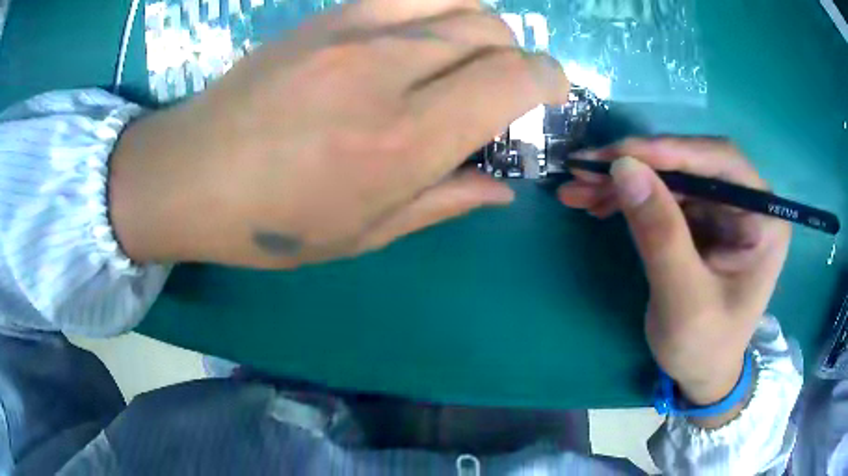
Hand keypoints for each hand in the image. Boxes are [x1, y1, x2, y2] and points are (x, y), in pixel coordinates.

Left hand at [109, 0, 568, 268]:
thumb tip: (503, 187)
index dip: (550, 80)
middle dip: (516, 55)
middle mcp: (390, 69)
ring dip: (480, 26)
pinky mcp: (329, 14)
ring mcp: (355, 29)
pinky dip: (439, 7)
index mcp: (406, 138)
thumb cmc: (272, 221)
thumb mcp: (366, 233)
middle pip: (493, 29)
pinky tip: (421, 36)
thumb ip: (446, 201)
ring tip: (464, 58)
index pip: (515, 78)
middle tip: (500, 87)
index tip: (551, 94)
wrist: (189, 175)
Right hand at [558, 138, 790, 417]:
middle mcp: (745, 203)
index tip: (619, 155)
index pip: (721, 163)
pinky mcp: (699, 219)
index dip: (672, 151)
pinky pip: (660, 195)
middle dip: (636, 165)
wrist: (702, 374)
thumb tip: (624, 168)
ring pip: (669, 176)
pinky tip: (596, 203)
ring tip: (578, 190)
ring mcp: (720, 209)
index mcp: (763, 219)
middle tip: (584, 169)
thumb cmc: (705, 347)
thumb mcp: (684, 302)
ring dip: (623, 180)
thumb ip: (661, 236)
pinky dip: (627, 197)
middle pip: (690, 164)